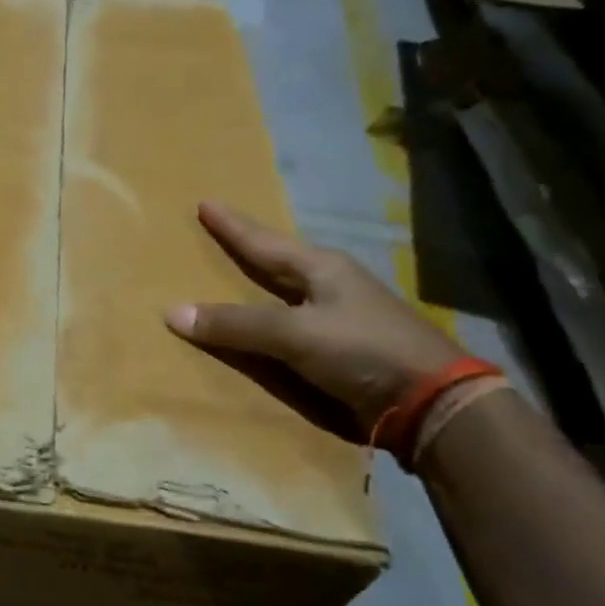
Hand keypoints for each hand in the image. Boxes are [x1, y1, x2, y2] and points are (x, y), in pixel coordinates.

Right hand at [164, 201, 459, 435]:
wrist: (432, 402)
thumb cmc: (362, 350)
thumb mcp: (294, 334)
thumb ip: (236, 324)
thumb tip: (172, 312)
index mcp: (321, 268)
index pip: (262, 241)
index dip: (231, 225)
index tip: (204, 203)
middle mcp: (331, 283)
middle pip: (278, 259)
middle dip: (248, 247)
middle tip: (217, 233)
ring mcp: (342, 314)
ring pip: (287, 290)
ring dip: (260, 282)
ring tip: (235, 273)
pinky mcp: (345, 345)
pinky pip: (293, 321)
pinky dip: (270, 317)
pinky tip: (263, 321)